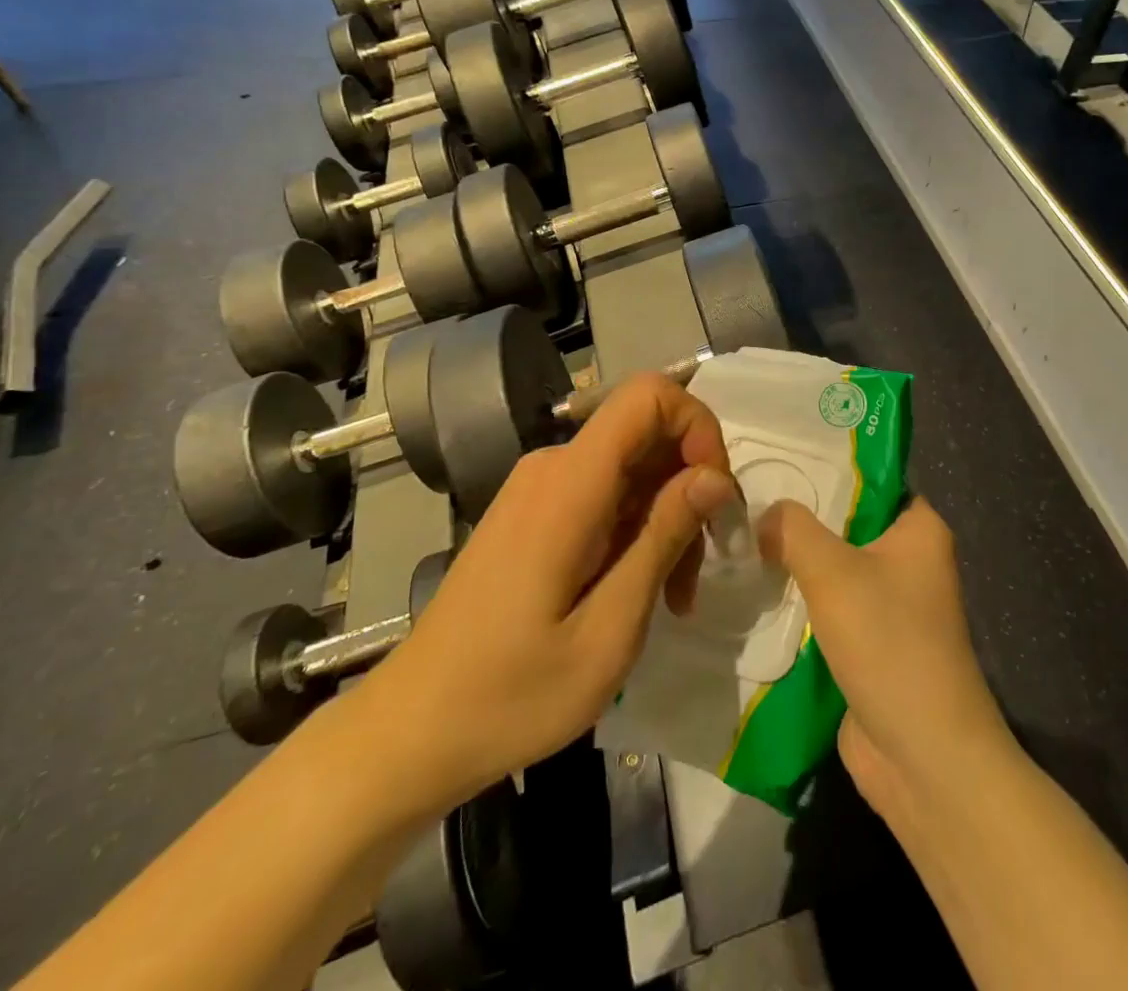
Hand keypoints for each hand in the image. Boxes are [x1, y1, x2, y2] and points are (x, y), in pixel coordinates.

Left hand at [356, 373, 742, 825]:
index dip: (697, 425)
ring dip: (667, 517)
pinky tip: (638, 589)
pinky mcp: (534, 512)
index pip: (648, 395)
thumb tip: (716, 476)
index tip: (715, 495)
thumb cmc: (512, 694)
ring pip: (632, 467)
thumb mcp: (609, 630)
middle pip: (647, 433)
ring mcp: (539, 487)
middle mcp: (553, 467)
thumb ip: (664, 538)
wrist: (411, 731)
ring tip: (674, 595)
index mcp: (570, 484)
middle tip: (700, 568)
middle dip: (690, 486)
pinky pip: (605, 492)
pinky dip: (637, 529)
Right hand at [757, 497, 1011, 830]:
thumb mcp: (833, 571)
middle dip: (800, 519)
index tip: (775, 462)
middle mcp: (910, 561)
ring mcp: (891, 606)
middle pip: (846, 524)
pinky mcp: (870, 645)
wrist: (922, 757)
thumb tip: (763, 514)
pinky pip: (829, 609)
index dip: (825, 468)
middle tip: (745, 502)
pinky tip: (755, 589)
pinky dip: (800, 603)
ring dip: (795, 564)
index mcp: (919, 530)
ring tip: (740, 540)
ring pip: (834, 569)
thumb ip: (793, 530)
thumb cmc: (889, 643)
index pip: (870, 479)